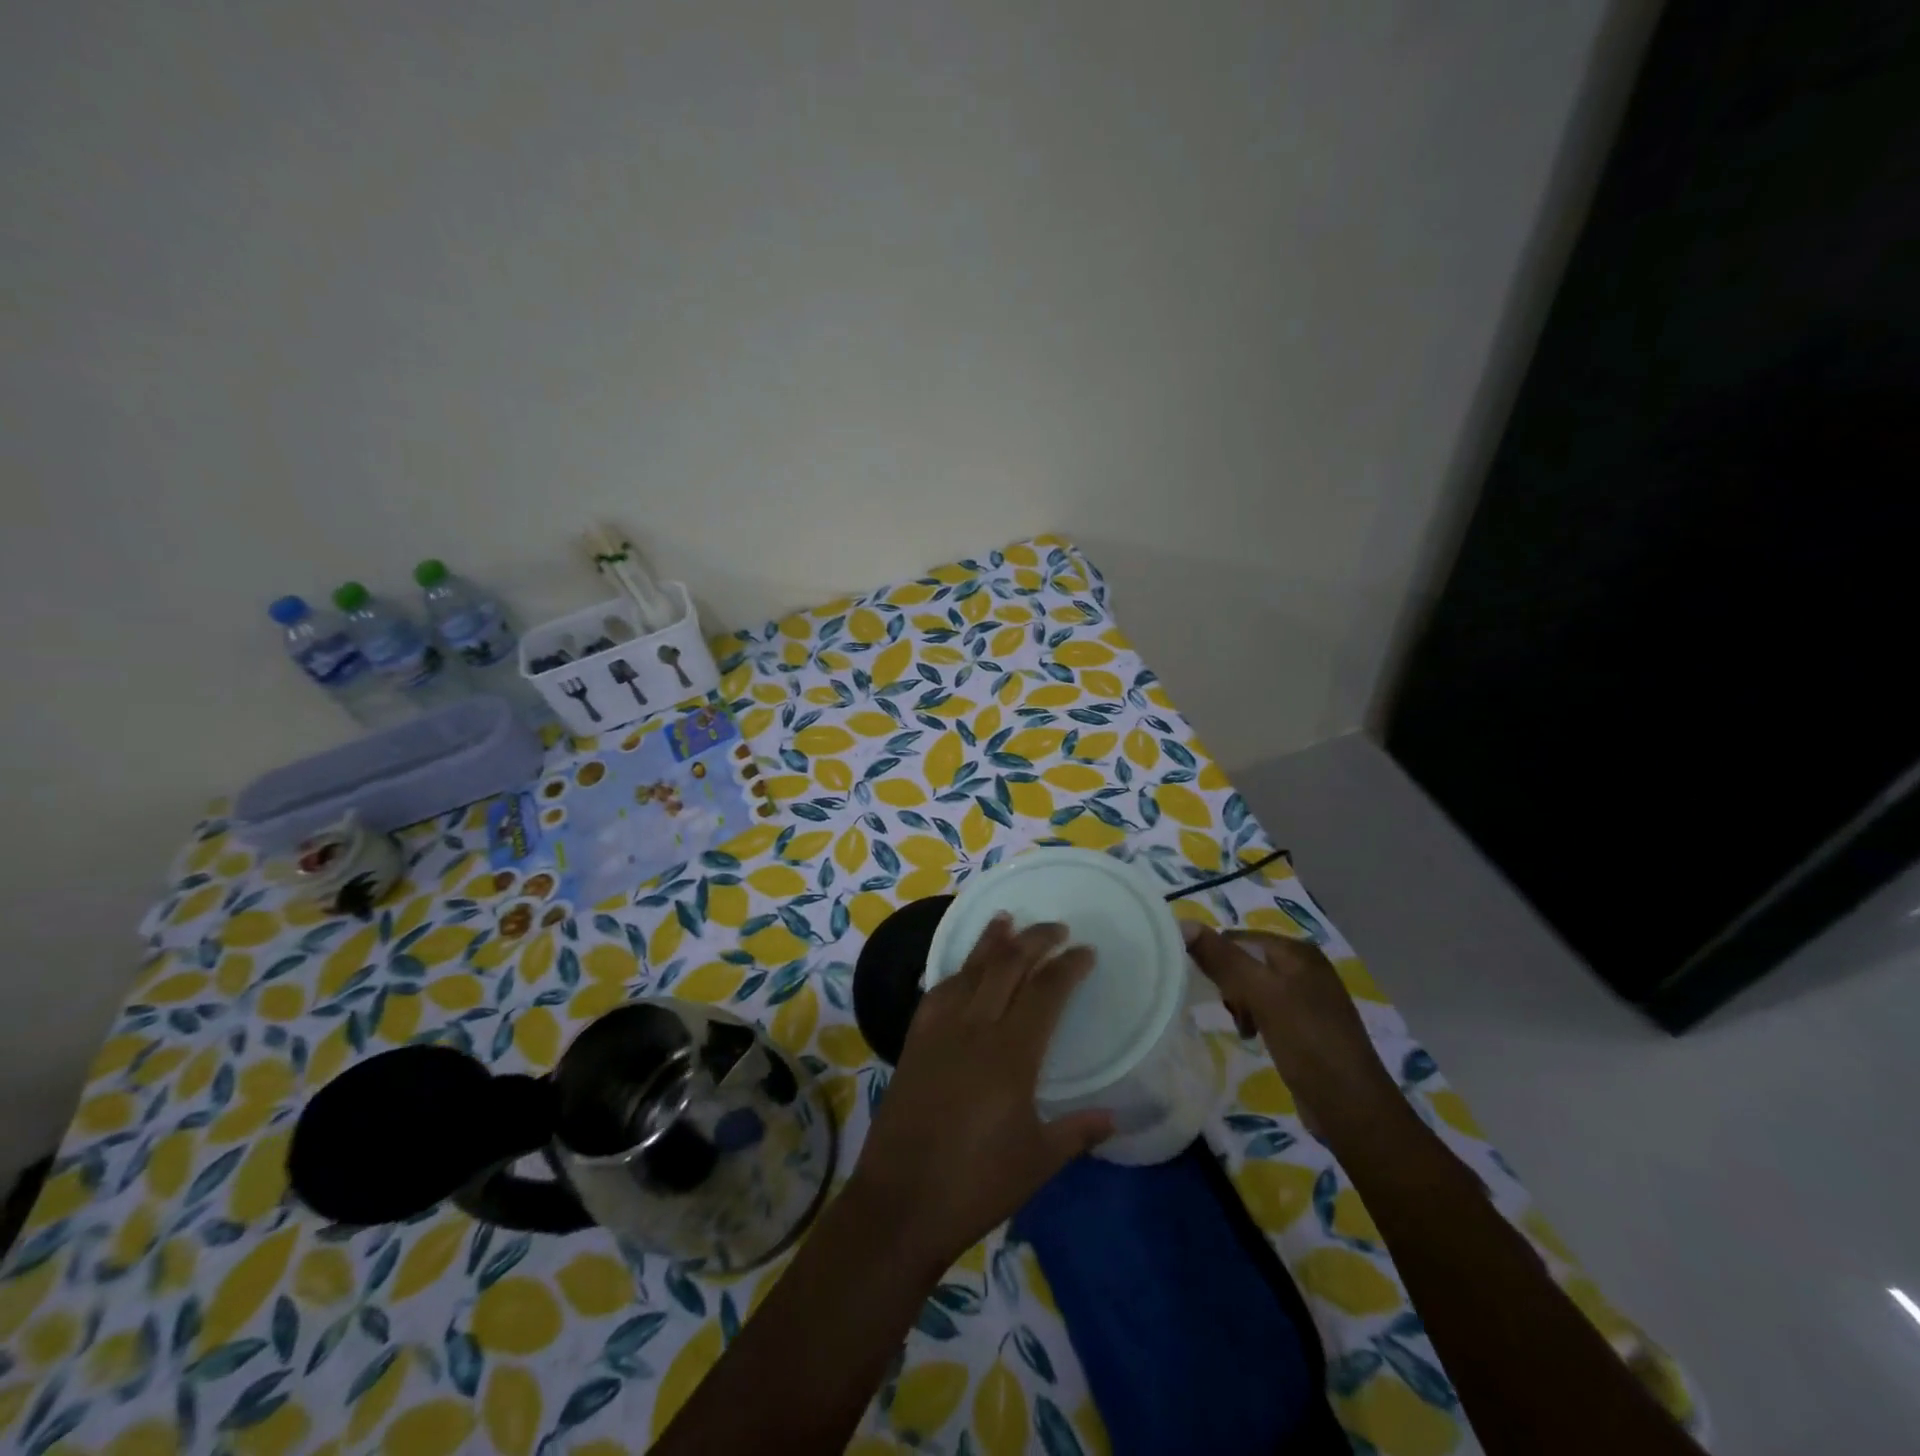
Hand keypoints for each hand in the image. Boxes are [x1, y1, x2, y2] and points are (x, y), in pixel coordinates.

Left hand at [847, 915, 1113, 1264]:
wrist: (900, 1201)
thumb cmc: (976, 1184)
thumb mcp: (1038, 1162)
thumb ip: (1078, 1131)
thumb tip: (1116, 1116)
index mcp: (1012, 1054)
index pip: (1046, 991)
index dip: (1068, 966)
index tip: (1086, 951)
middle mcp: (975, 1028)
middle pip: (1007, 967)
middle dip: (1035, 940)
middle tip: (1056, 928)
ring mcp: (939, 1031)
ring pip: (970, 970)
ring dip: (992, 942)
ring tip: (1007, 920)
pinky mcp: (915, 1041)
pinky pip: (939, 991)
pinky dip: (957, 971)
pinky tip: (963, 970)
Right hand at [1184, 925, 1397, 1136]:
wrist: (1352, 1107)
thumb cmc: (1306, 1042)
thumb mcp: (1261, 994)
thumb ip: (1223, 958)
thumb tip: (1182, 924)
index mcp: (1298, 951)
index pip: (1237, 938)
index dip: (1215, 957)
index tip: (1203, 987)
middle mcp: (1305, 967)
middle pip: (1246, 961)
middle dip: (1230, 985)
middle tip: (1231, 1012)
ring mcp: (1309, 997)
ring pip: (1254, 987)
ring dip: (1240, 1004)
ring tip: (1243, 1027)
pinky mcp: (1307, 1026)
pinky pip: (1268, 1009)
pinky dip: (1255, 1019)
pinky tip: (1255, 1037)